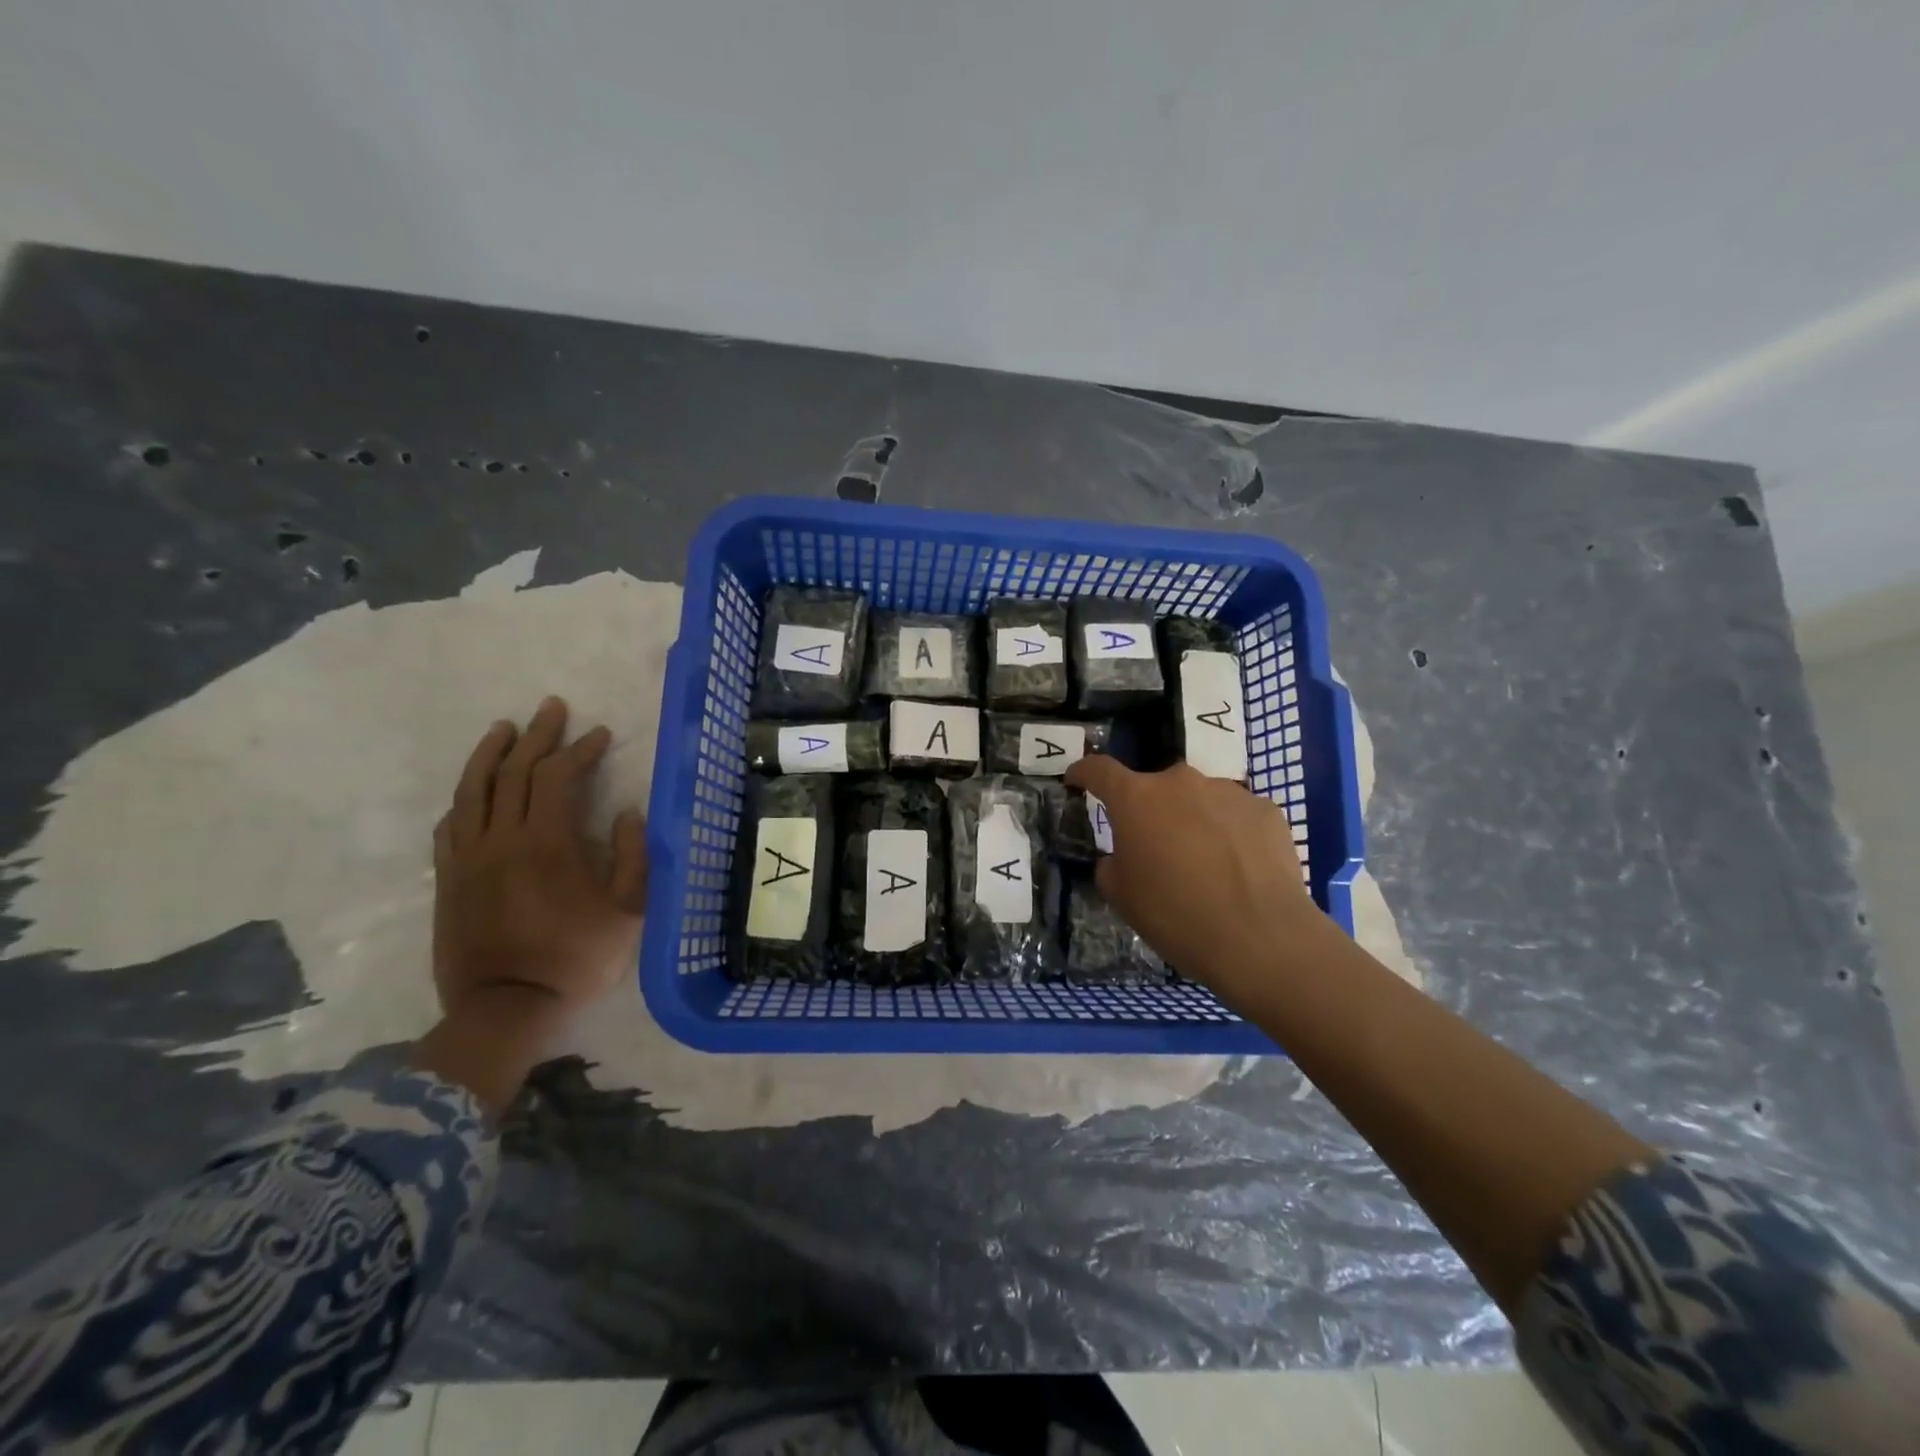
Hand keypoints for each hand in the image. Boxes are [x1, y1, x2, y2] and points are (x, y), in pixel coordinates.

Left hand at [428, 697, 647, 1065]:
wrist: (504, 1008)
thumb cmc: (574, 958)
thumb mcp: (627, 911)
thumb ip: (632, 857)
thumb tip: (626, 813)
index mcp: (547, 842)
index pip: (558, 777)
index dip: (580, 749)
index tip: (600, 734)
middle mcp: (502, 839)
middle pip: (515, 772)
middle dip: (538, 736)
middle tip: (552, 708)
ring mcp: (468, 858)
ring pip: (474, 790)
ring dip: (490, 754)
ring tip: (504, 729)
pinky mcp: (449, 879)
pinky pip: (450, 826)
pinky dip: (464, 799)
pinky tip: (473, 790)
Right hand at [1065, 756, 1332, 994]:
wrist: (1261, 939)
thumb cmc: (1176, 916)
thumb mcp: (1122, 897)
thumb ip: (1113, 864)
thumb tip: (1124, 856)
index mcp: (1137, 799)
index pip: (1100, 770)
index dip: (1084, 772)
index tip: (1077, 779)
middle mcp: (1180, 783)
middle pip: (1156, 788)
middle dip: (1151, 811)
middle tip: (1157, 849)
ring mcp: (1228, 792)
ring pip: (1200, 800)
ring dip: (1194, 821)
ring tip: (1206, 865)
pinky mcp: (1267, 810)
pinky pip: (1238, 816)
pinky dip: (1232, 834)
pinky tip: (1241, 869)